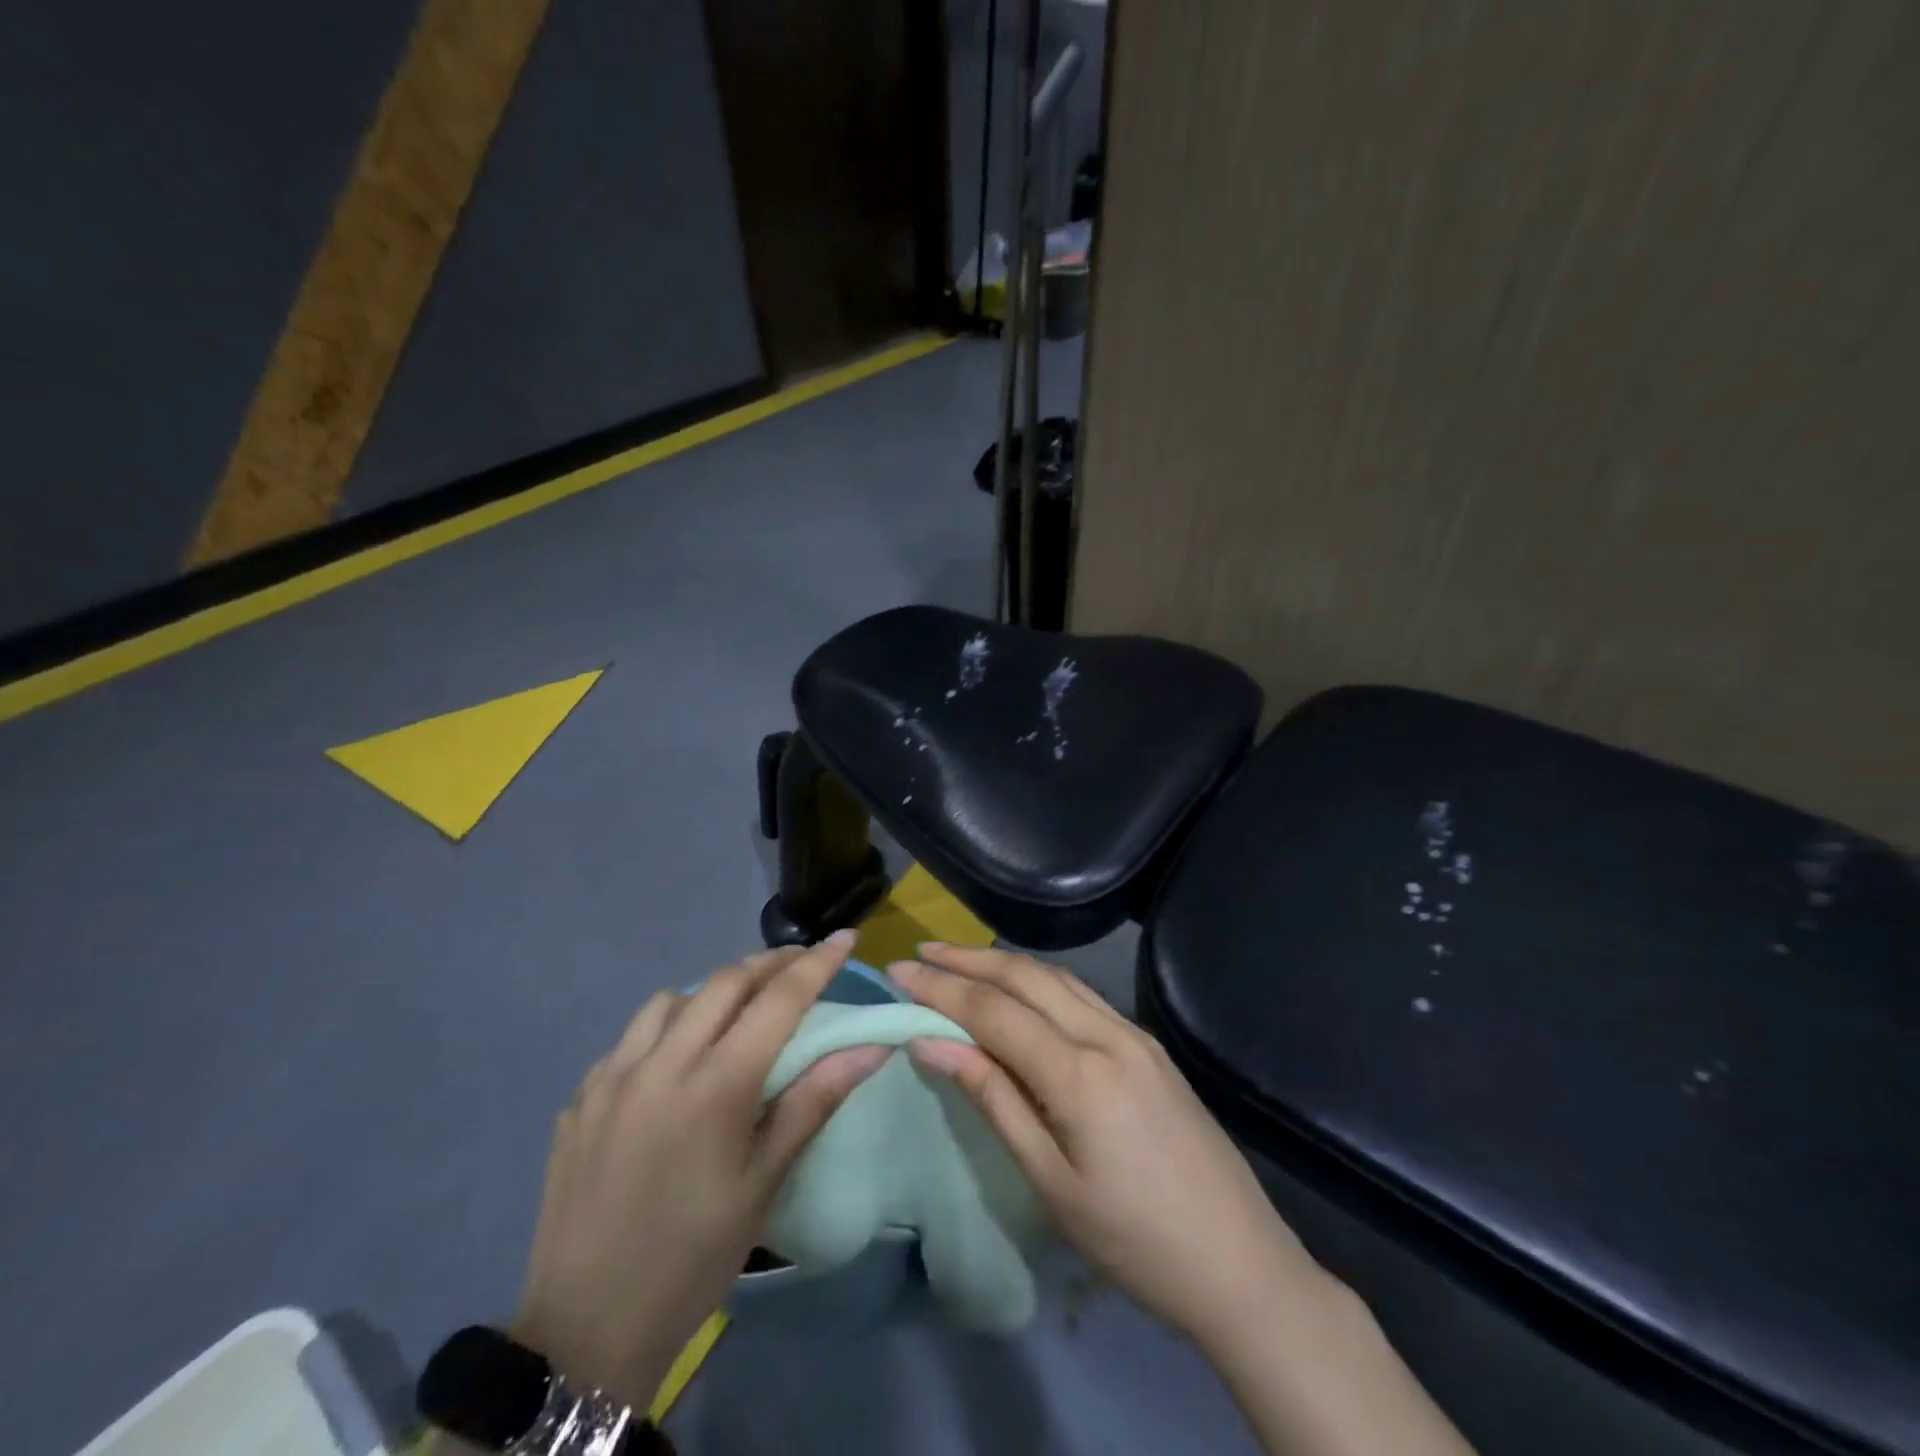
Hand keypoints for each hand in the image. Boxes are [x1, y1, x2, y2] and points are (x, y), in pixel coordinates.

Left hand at [513, 932, 889, 1407]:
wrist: (586, 1329)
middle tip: (800, 965)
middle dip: (770, 963)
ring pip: (673, 999)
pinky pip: (633, 1036)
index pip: (778, 1000)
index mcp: (715, 1086)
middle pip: (725, 982)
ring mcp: (612, 1076)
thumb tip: (871, 1046)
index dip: (817, 964)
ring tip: (737, 1012)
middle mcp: (662, 1063)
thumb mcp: (764, 1183)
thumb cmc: (694, 1257)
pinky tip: (677, 1060)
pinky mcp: (581, 1097)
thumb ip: (815, 1101)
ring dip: (715, 991)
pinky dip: (668, 1026)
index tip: (846, 937)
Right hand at [890, 945, 1323, 1348]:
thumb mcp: (1050, 1181)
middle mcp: (1109, 1035)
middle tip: (923, 952)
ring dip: (1006, 963)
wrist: (1240, 1262)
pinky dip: (1041, 981)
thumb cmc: (1134, 1241)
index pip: (995, 1011)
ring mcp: (1135, 1035)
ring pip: (1058, 978)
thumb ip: (993, 1099)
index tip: (899, 971)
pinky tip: (1021, 990)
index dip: (942, 988)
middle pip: (1028, 977)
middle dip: (970, 959)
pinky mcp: (1149, 1046)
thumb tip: (932, 1043)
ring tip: (960, 960)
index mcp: (1080, 1074)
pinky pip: (1084, 996)